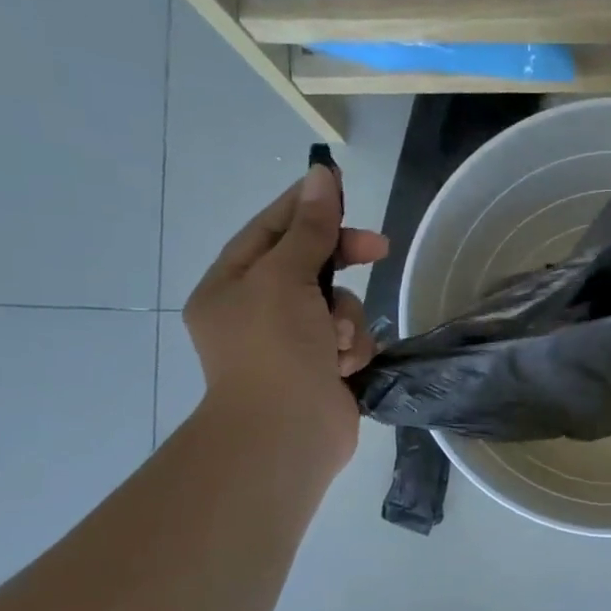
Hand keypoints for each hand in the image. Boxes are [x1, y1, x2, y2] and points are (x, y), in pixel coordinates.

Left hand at [184, 165, 388, 472]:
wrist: (287, 435)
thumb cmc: (275, 348)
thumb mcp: (286, 277)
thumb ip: (309, 229)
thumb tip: (320, 175)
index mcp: (231, 285)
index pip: (270, 230)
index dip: (306, 207)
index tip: (342, 188)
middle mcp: (257, 312)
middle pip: (309, 266)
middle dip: (341, 262)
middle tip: (379, 248)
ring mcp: (290, 345)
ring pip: (337, 307)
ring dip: (345, 320)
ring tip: (337, 344)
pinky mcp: (321, 370)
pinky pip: (348, 341)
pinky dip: (351, 350)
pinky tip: (343, 368)